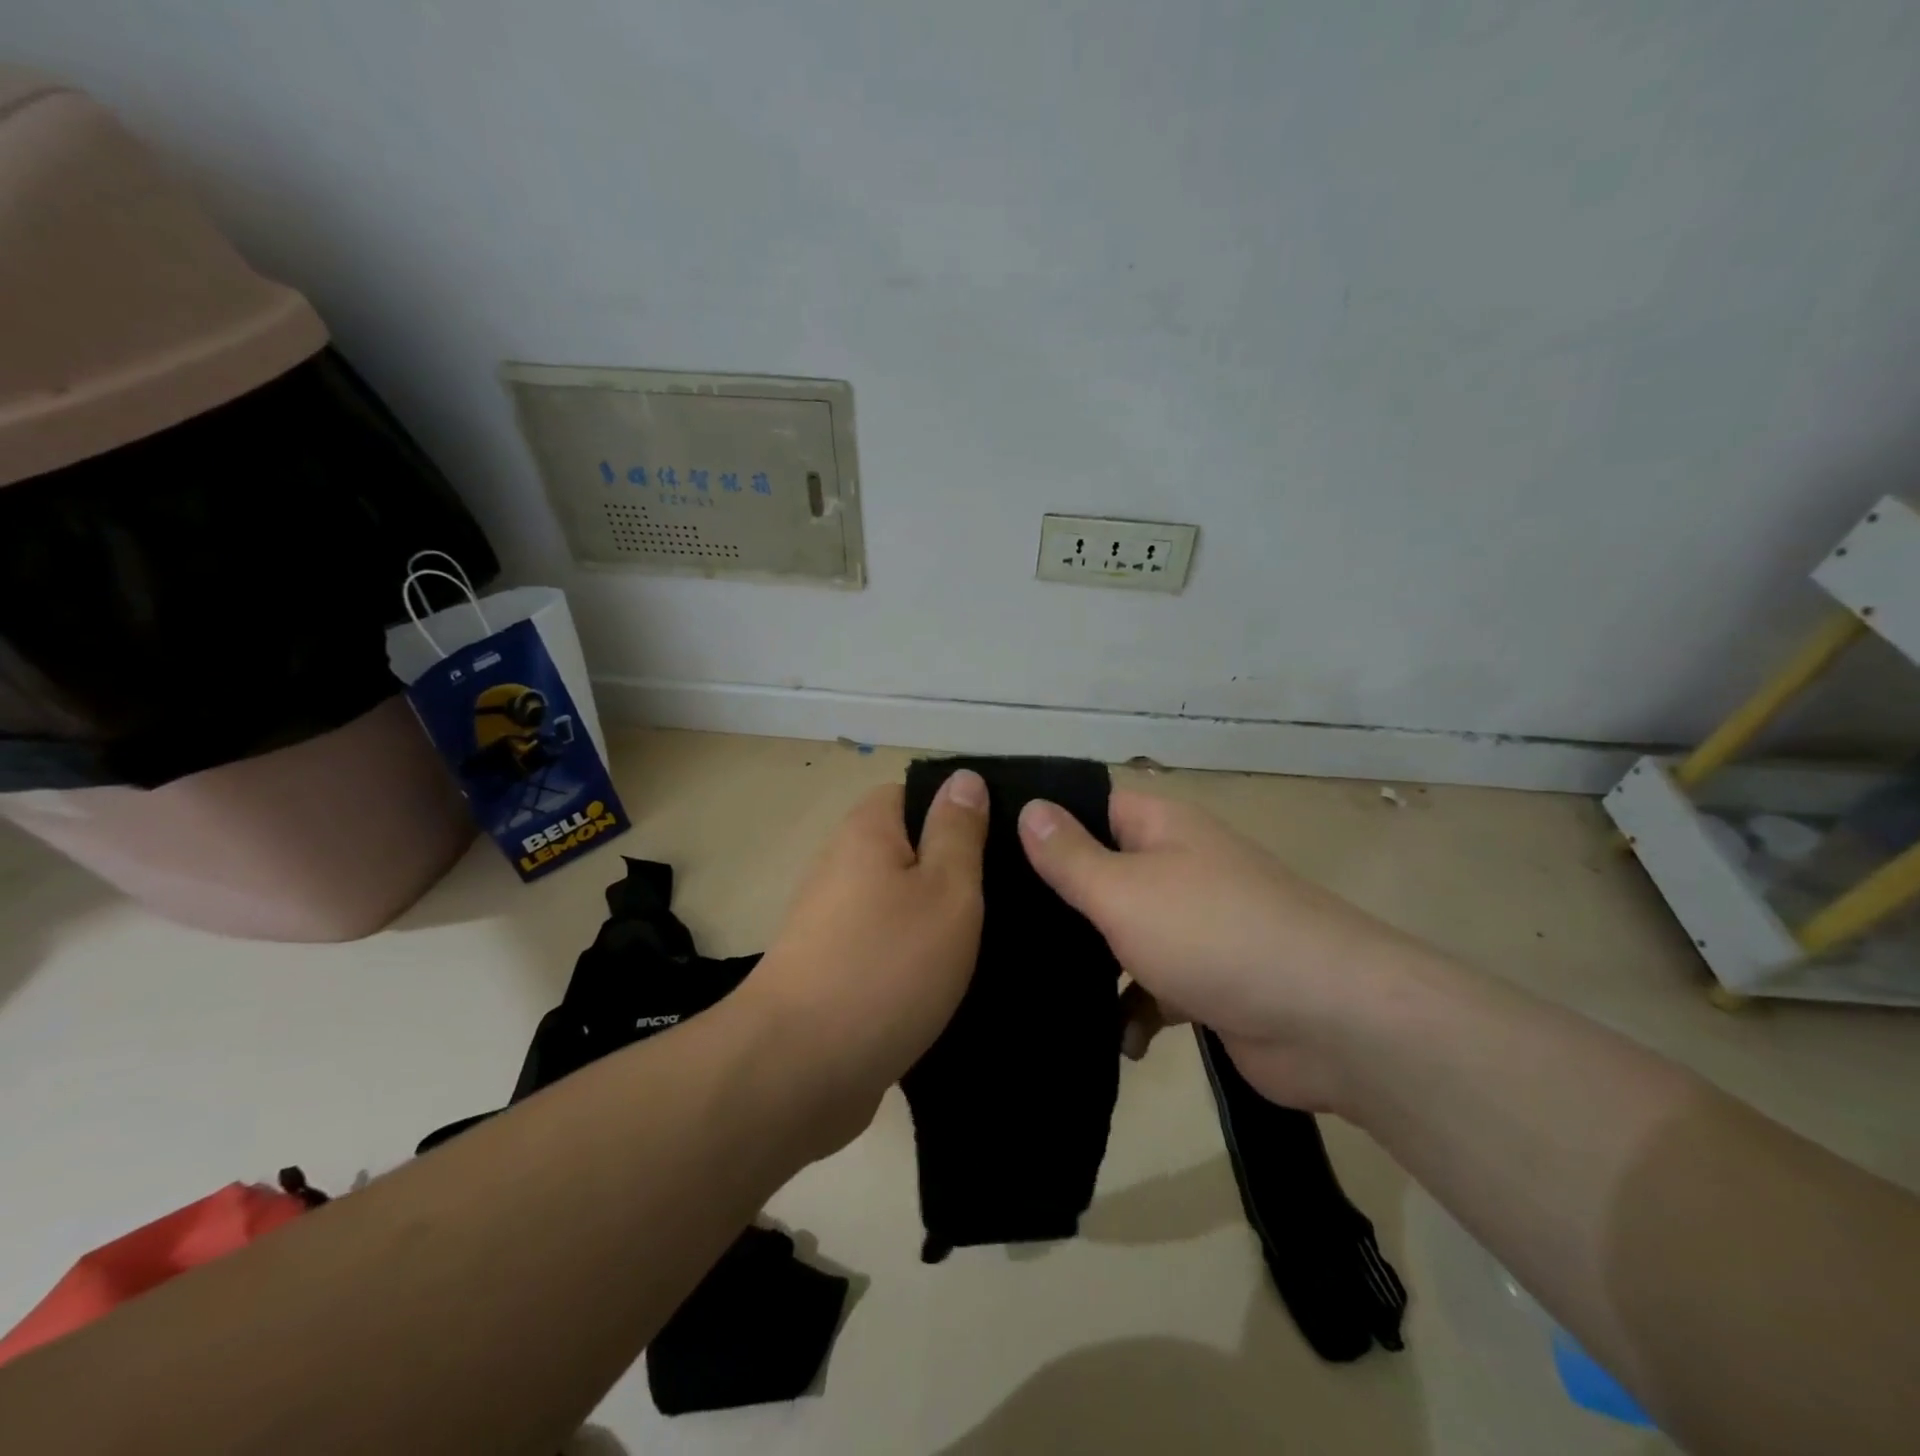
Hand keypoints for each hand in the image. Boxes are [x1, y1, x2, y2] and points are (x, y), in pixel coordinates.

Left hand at [747, 771, 988, 1150]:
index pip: (912, 795)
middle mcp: (841, 868)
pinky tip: (948, 987)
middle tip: (1002, 902)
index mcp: (865, 833)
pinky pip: (885, 948)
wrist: (798, 1071)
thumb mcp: (946, 889)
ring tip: (987, 947)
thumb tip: (963, 777)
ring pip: (899, 905)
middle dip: (952, 875)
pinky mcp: (831, 973)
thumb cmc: (886, 965)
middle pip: (907, 852)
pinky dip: (913, 962)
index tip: (997, 847)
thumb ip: (958, 832)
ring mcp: (831, 924)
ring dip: (936, 924)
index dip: (956, 813)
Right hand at [1018, 789, 1441, 1110]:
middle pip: (1103, 874)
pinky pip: (1153, 987)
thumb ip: (1071, 856)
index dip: (1047, 822)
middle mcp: (1178, 867)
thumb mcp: (1124, 891)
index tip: (988, 849)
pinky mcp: (1208, 982)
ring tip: (1037, 987)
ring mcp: (1195, 926)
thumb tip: (1029, 807)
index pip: (1092, 806)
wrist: (1330, 1021)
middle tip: (996, 927)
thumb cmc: (1213, 934)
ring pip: (1123, 935)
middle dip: (1059, 903)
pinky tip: (1117, 1039)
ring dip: (1092, 965)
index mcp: (1162, 828)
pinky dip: (1133, 1011)